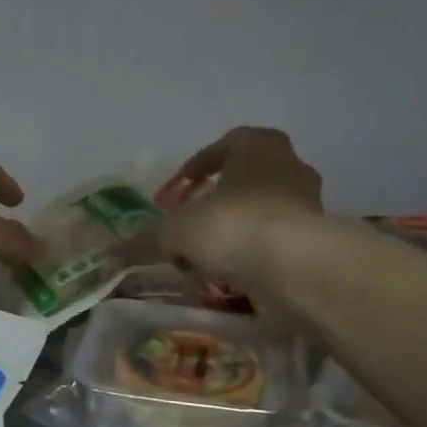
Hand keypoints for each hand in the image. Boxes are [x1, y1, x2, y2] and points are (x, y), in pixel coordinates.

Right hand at [122, 127, 323, 287]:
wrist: (296, 268)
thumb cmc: (233, 225)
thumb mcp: (176, 232)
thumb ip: (146, 241)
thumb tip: (110, 253)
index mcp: (257, 146)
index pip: (220, 148)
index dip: (191, 171)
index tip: (172, 196)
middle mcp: (288, 167)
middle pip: (241, 183)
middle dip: (212, 206)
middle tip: (188, 227)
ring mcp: (308, 205)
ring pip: (257, 216)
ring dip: (230, 235)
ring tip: (202, 261)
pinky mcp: (316, 243)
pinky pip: (273, 245)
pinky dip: (250, 259)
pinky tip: (227, 280)